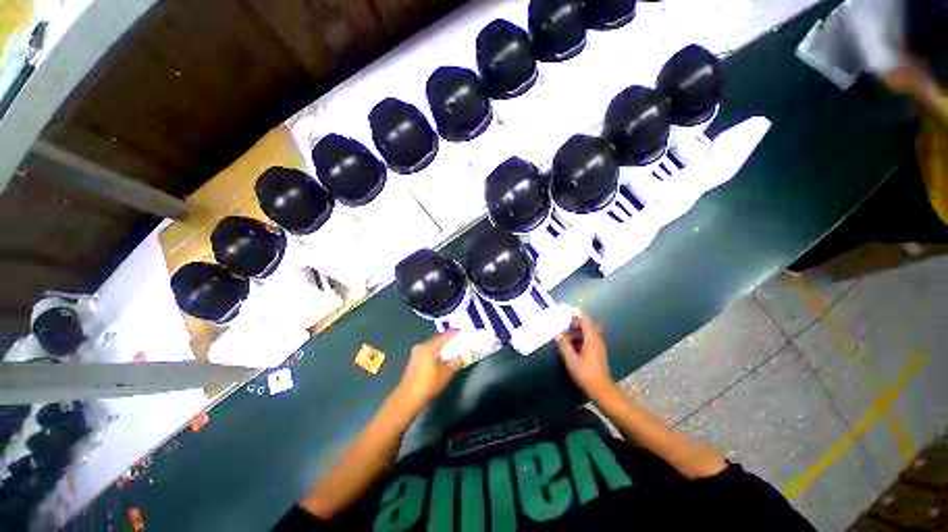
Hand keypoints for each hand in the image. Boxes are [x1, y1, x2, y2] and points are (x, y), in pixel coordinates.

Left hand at [396, 330, 463, 410]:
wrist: (408, 399)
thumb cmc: (429, 384)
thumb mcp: (447, 373)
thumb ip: (457, 362)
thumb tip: (464, 356)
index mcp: (429, 347)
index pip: (445, 336)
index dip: (455, 333)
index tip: (463, 331)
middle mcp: (422, 346)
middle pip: (438, 339)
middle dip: (449, 339)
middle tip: (459, 340)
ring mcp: (416, 353)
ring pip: (433, 345)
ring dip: (442, 346)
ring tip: (453, 348)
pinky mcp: (414, 360)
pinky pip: (428, 351)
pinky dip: (436, 352)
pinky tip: (442, 357)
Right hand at [556, 315, 616, 401]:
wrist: (602, 390)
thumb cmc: (586, 374)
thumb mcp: (571, 360)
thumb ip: (564, 346)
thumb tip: (558, 334)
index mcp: (591, 340)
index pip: (586, 322)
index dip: (577, 317)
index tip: (567, 318)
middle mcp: (597, 342)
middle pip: (588, 327)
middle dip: (576, 325)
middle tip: (565, 328)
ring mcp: (599, 348)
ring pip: (589, 335)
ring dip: (578, 334)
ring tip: (567, 338)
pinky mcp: (599, 354)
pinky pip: (590, 341)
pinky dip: (582, 340)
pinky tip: (573, 347)